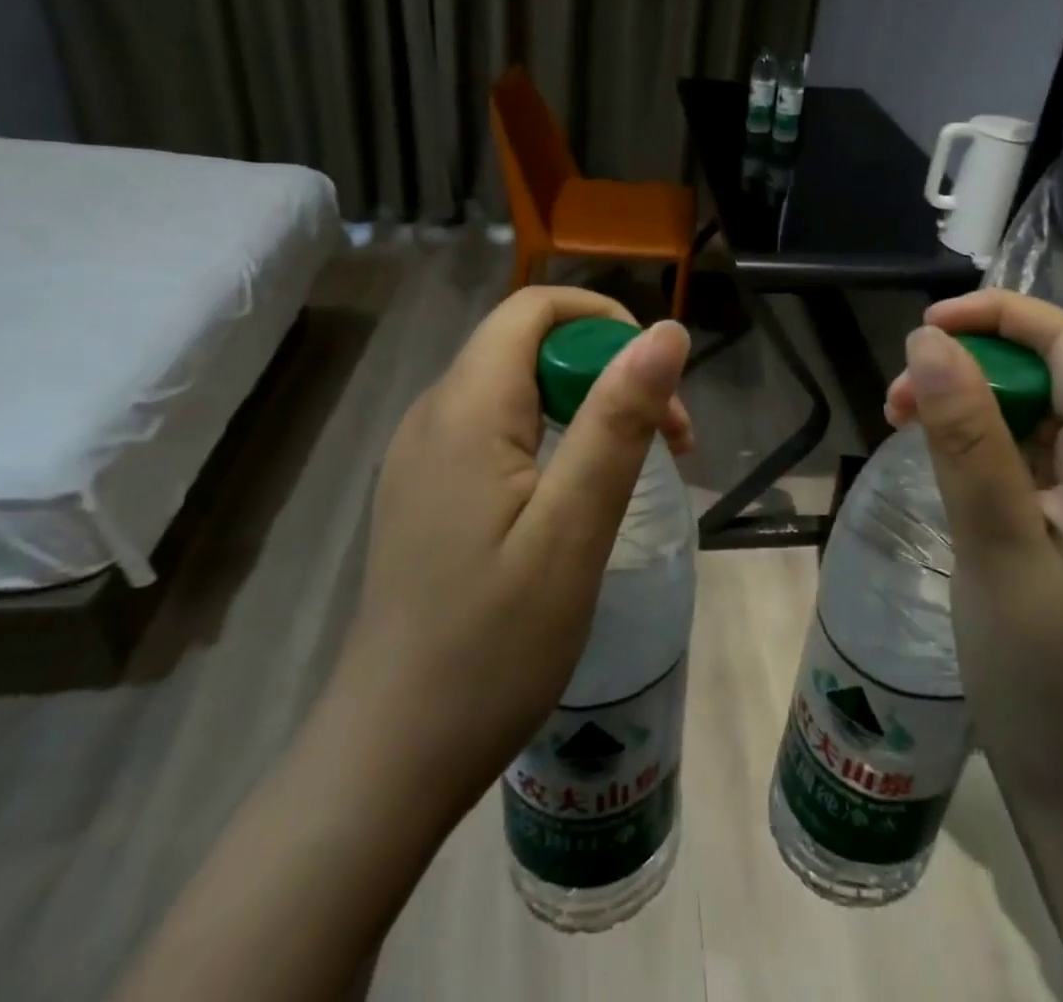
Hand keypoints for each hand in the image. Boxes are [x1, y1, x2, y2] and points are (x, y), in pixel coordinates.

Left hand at [336, 286, 691, 832]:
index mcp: (466, 409)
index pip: (534, 308)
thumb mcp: (573, 528)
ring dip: (586, 406)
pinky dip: (552, 438)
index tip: (657, 383)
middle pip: (529, 345)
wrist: (394, 754)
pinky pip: (497, 430)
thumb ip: (618, 420)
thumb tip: (666, 331)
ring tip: (634, 471)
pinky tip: (576, 497)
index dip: (604, 322)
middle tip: (668, 442)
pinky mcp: (426, 491)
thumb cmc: (494, 645)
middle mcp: (434, 414)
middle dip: (607, 371)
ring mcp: (423, 455)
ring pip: (516, 388)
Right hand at [885, 289, 1062, 821]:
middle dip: (975, 365)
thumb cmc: (1045, 674)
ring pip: (1044, 412)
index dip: (1000, 315)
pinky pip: (1040, 455)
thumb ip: (965, 433)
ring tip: (905, 425)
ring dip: (974, 404)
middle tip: (897, 400)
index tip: (923, 326)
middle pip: (1058, 373)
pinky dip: (988, 444)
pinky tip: (944, 462)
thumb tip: (928, 338)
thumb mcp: (993, 542)